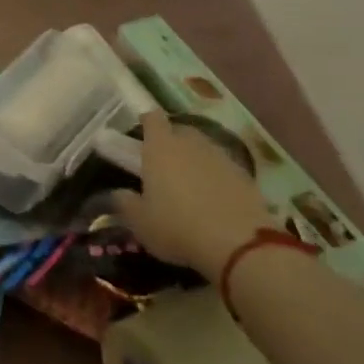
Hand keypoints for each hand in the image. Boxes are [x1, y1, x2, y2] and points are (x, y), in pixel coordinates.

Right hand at [113, 111, 273, 278]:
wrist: (239, 244)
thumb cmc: (177, 228)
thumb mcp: (140, 222)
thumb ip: (125, 203)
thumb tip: (118, 193)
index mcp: (160, 147)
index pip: (152, 118)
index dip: (146, 122)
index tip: (141, 134)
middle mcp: (191, 143)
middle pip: (180, 130)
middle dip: (171, 140)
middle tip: (163, 163)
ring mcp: (221, 157)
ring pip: (204, 148)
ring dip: (195, 159)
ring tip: (190, 184)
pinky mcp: (245, 175)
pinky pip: (224, 168)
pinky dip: (216, 176)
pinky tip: (214, 199)